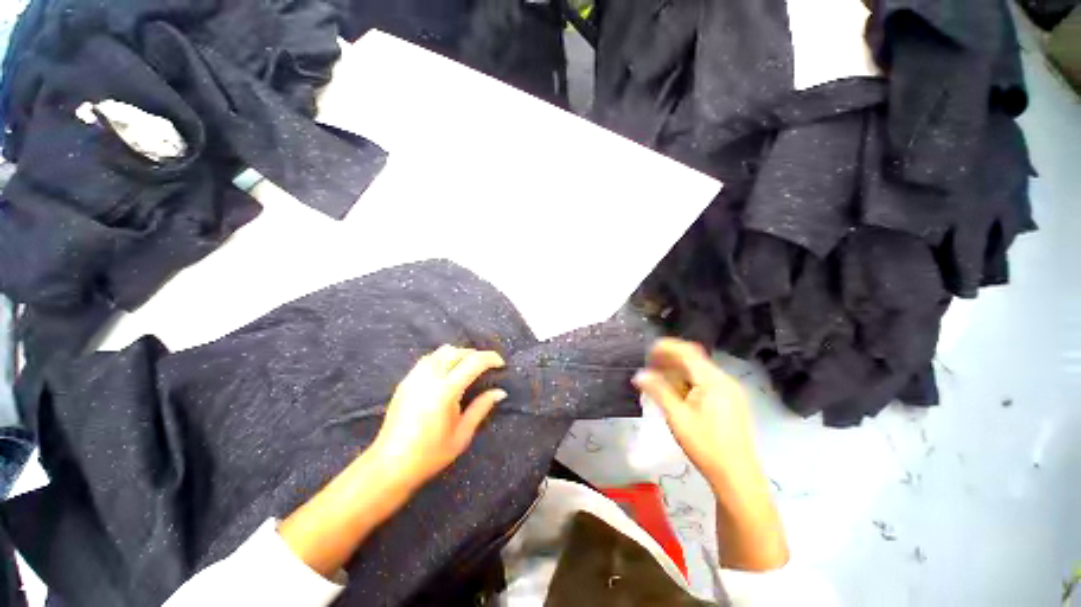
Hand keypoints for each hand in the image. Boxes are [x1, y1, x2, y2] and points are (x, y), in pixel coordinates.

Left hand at [372, 345, 506, 489]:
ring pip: (441, 352)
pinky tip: (446, 373)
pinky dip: (442, 358)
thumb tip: (500, 392)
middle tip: (486, 367)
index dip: (490, 358)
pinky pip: (428, 359)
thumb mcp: (462, 435)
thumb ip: (481, 408)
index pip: (473, 362)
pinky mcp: (405, 381)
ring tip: (467, 367)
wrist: (390, 465)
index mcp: (445, 391)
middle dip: (475, 354)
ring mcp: (414, 377)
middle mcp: (429, 378)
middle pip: (457, 352)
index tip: (501, 364)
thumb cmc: (429, 454)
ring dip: (458, 354)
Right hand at [632, 338, 756, 487]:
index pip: (688, 352)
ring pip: (699, 372)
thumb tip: (639, 375)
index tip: (648, 352)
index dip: (666, 348)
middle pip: (694, 360)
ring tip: (658, 378)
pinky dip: (688, 382)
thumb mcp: (677, 417)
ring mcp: (730, 392)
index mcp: (713, 381)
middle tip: (649, 366)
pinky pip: (705, 383)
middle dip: (670, 359)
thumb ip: (658, 391)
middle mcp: (724, 381)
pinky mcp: (730, 402)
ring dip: (678, 371)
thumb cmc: (705, 446)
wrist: (737, 477)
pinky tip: (676, 392)